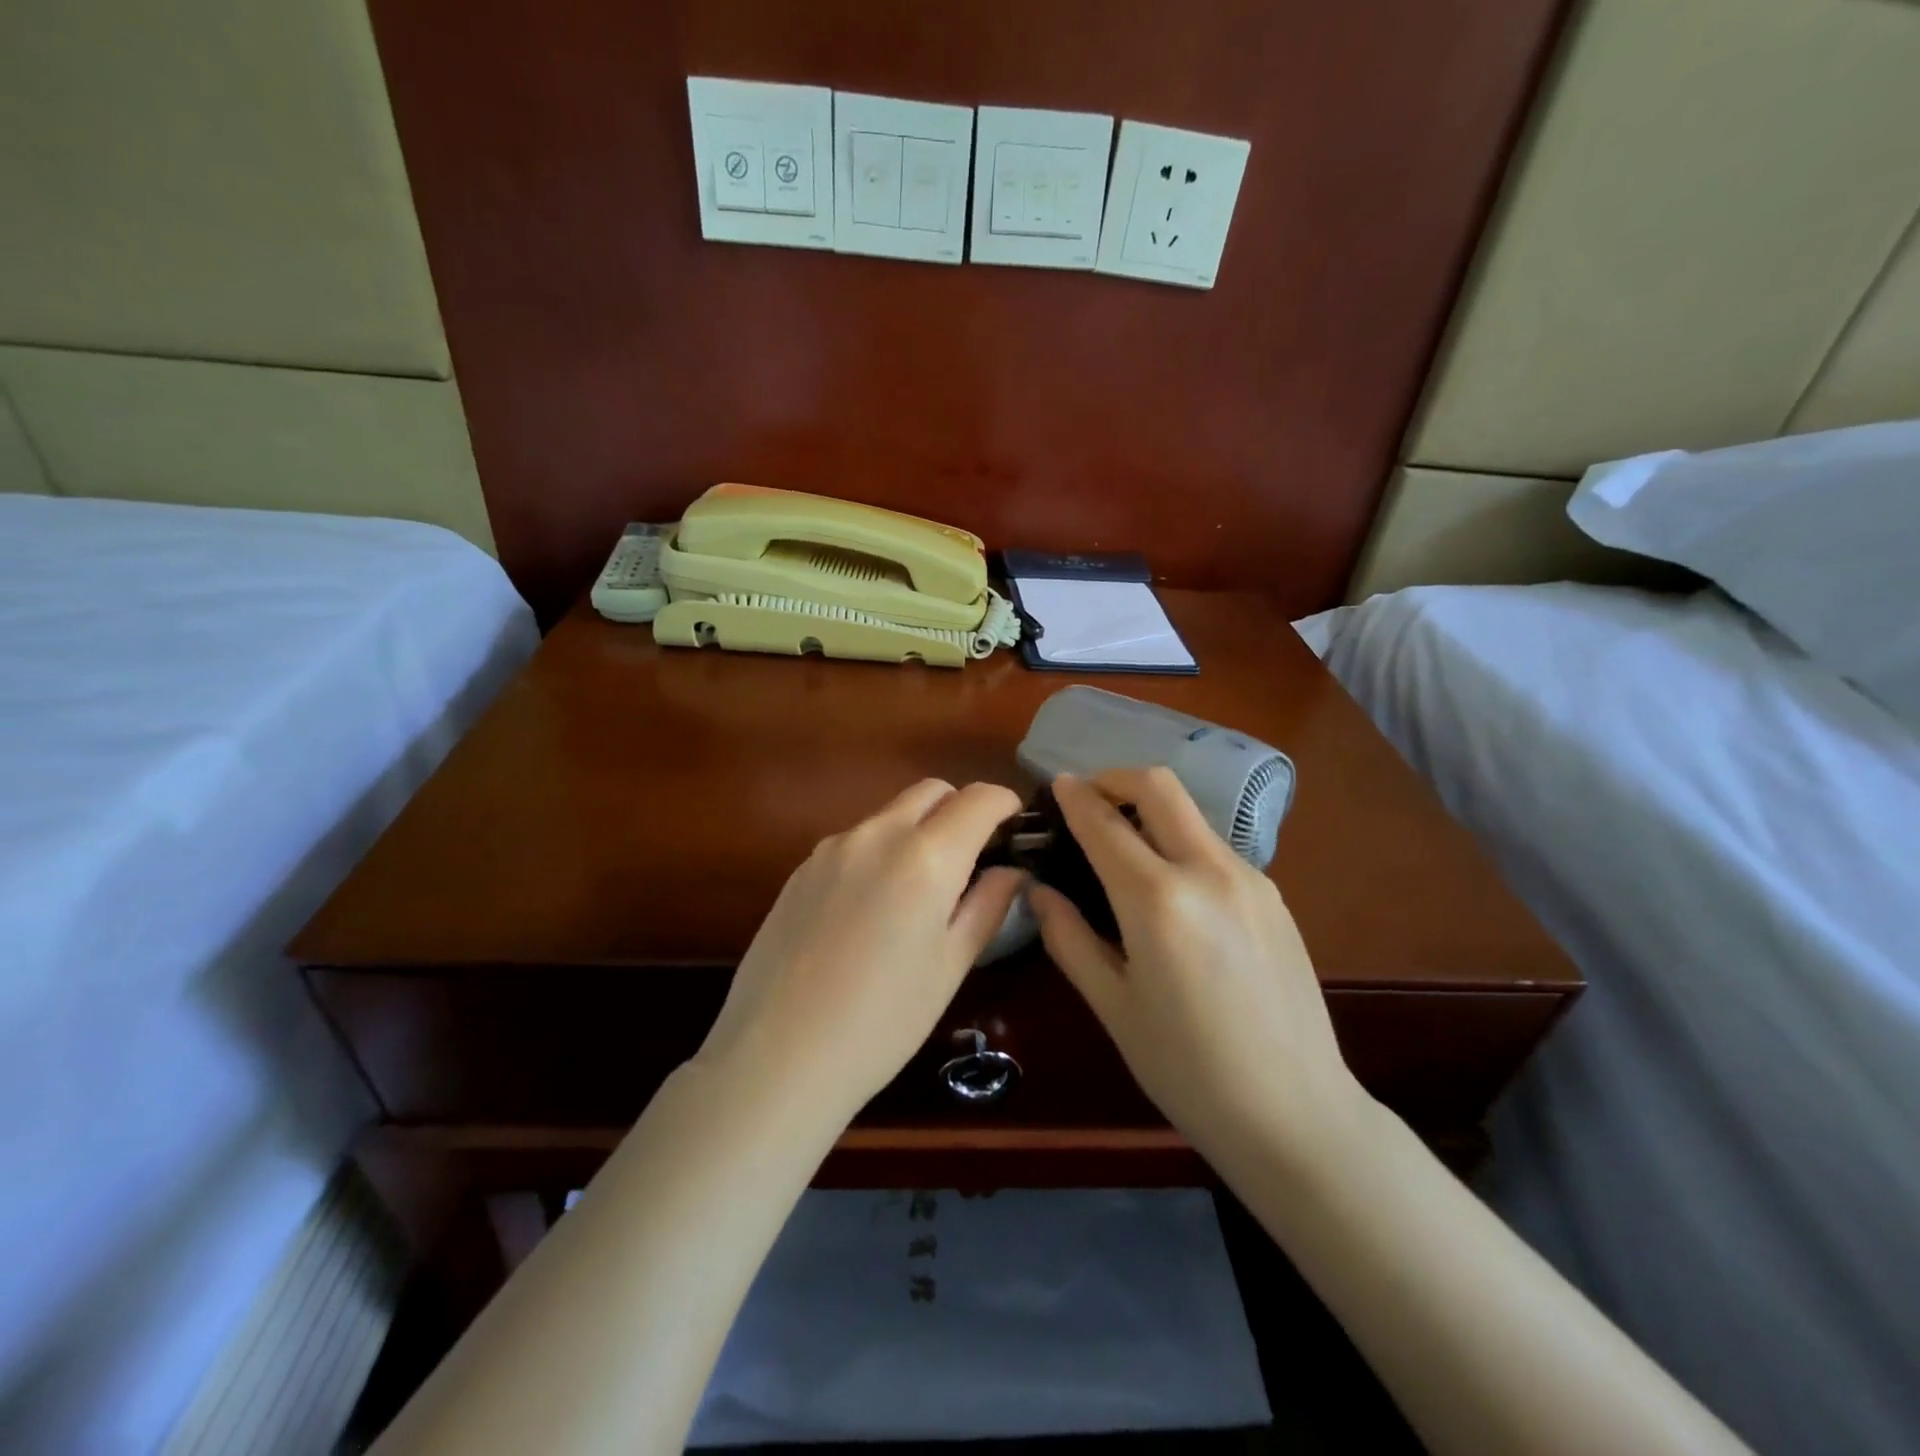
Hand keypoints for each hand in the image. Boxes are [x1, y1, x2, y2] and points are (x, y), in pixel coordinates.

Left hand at [695, 779, 1023, 1124]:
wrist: (775, 1057)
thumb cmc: (881, 1023)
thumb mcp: (949, 967)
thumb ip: (986, 906)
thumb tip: (1009, 871)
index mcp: (924, 857)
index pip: (978, 799)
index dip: (1005, 804)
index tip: (1015, 826)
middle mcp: (876, 835)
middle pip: (932, 792)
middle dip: (961, 809)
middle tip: (973, 857)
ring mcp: (832, 848)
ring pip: (891, 814)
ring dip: (919, 830)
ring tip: (921, 891)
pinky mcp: (801, 868)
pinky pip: (856, 840)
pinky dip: (881, 851)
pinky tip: (872, 908)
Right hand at [1030, 769, 1366, 1166]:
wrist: (1297, 1114)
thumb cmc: (1188, 1070)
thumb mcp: (1113, 1006)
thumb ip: (1070, 938)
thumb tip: (1039, 891)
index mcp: (1158, 901)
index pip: (1105, 823)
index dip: (1074, 797)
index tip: (1055, 786)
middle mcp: (1208, 871)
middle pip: (1159, 786)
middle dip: (1116, 779)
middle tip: (1088, 801)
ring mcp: (1250, 879)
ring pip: (1190, 814)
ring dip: (1150, 811)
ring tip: (1122, 849)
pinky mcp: (1274, 896)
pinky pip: (1214, 848)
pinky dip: (1180, 844)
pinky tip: (1170, 890)